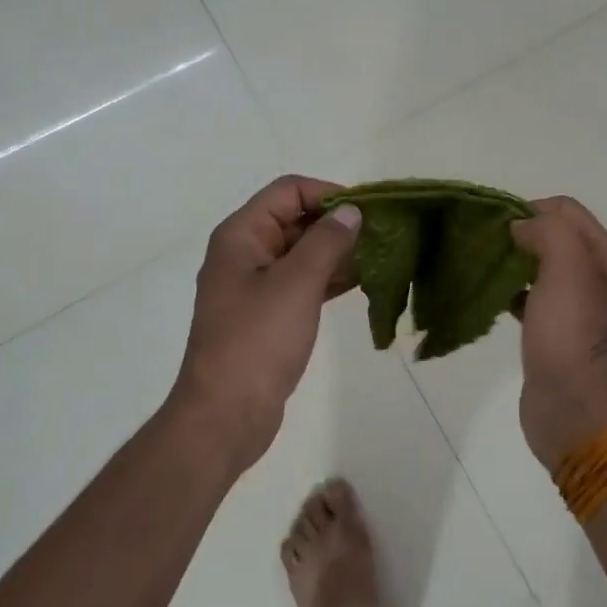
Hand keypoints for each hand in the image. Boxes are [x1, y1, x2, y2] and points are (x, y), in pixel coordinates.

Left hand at [169, 176, 361, 474]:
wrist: (225, 415)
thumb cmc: (257, 340)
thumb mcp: (296, 283)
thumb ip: (327, 241)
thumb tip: (351, 211)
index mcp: (241, 235)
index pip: (288, 190)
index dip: (328, 193)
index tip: (367, 211)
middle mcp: (245, 253)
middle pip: (294, 219)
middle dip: (336, 222)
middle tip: (381, 235)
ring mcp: (255, 286)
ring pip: (301, 252)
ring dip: (337, 251)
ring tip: (379, 257)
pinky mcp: (267, 315)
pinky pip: (302, 282)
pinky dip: (329, 278)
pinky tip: (362, 282)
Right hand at [510, 197, 606, 471]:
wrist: (575, 414)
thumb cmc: (572, 338)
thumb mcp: (568, 270)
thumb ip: (549, 232)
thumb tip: (522, 227)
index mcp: (606, 257)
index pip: (565, 209)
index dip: (530, 209)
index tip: (497, 226)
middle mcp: (596, 277)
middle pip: (553, 235)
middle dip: (519, 233)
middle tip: (485, 245)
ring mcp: (577, 307)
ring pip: (539, 266)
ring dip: (512, 262)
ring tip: (483, 269)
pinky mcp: (554, 332)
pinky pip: (530, 297)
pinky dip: (511, 292)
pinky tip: (492, 301)